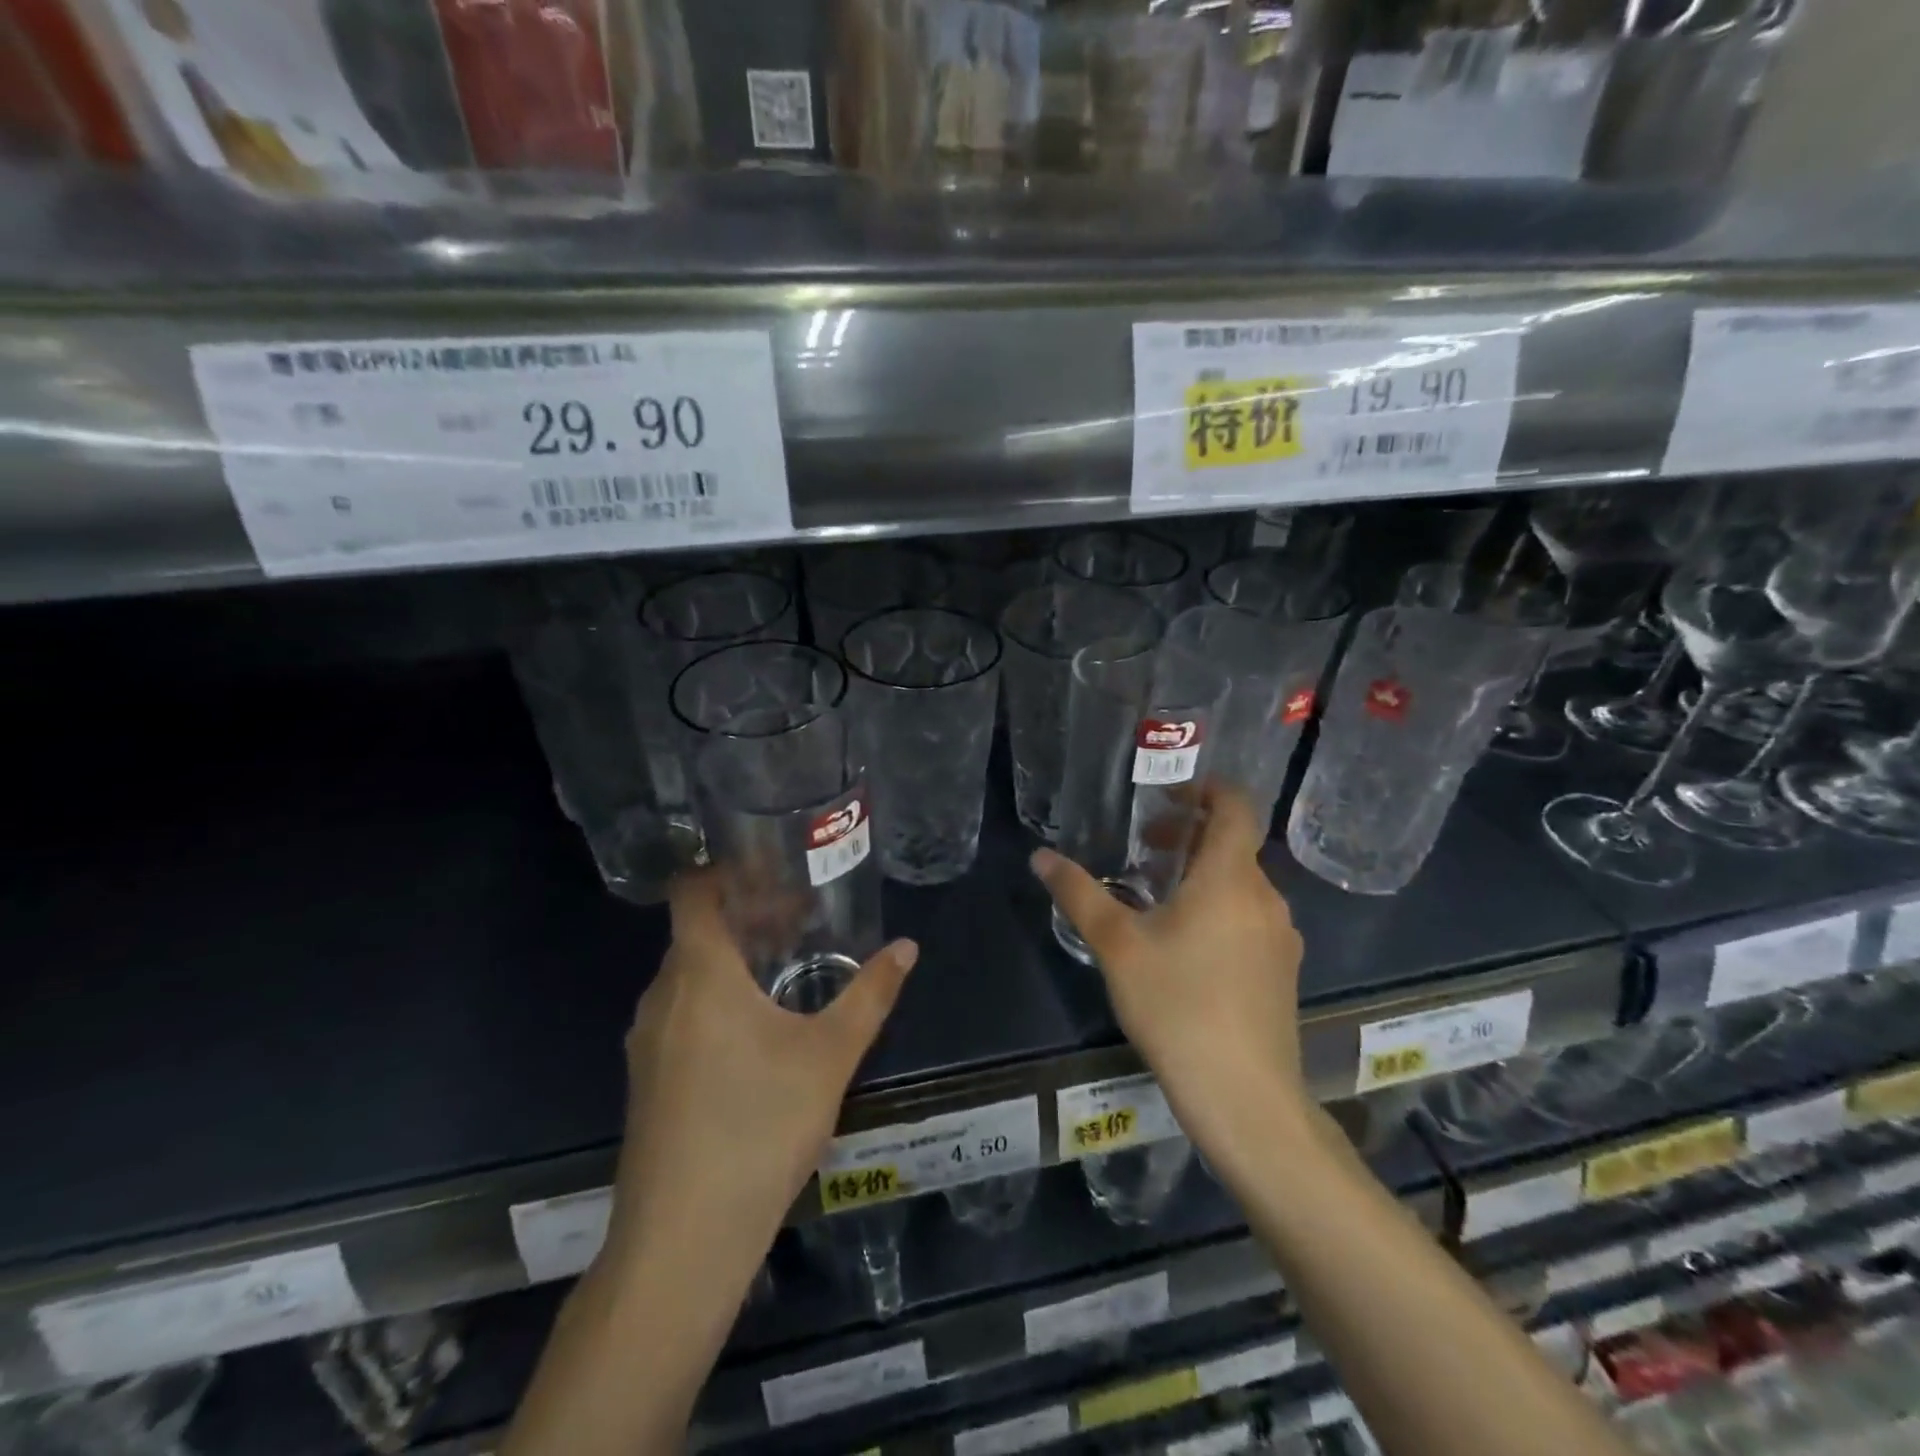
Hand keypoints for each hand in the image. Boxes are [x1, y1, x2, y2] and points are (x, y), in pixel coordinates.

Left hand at [605, 869, 917, 1301]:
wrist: (682, 1243)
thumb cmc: (758, 1128)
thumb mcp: (829, 1056)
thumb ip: (870, 995)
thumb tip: (907, 947)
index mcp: (699, 973)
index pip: (692, 891)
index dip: (726, 870)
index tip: (773, 869)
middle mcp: (662, 996)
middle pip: (697, 931)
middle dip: (747, 917)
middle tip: (801, 918)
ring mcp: (646, 1041)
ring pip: (689, 975)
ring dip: (733, 960)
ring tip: (788, 968)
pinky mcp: (647, 1080)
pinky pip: (680, 1012)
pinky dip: (716, 998)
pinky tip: (758, 1031)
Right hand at [1032, 784, 1309, 1159]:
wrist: (1244, 1096)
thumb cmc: (1177, 1006)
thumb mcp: (1116, 945)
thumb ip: (1078, 893)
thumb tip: (1041, 856)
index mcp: (1229, 878)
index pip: (1236, 807)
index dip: (1208, 789)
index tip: (1170, 793)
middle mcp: (1264, 897)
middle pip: (1234, 845)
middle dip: (1190, 835)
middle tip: (1145, 847)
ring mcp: (1280, 936)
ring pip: (1242, 883)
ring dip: (1202, 873)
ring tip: (1158, 896)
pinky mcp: (1282, 969)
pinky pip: (1250, 916)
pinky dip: (1219, 906)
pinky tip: (1186, 944)